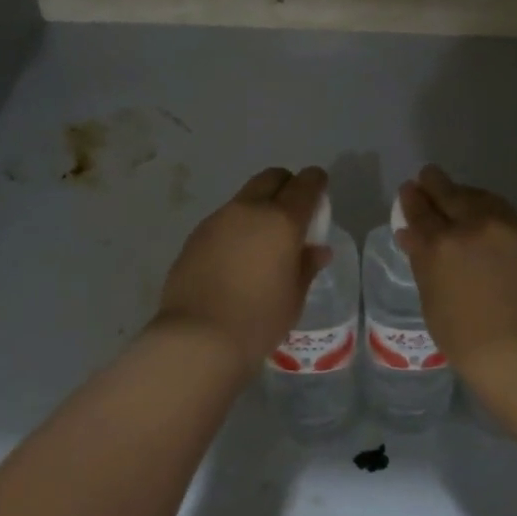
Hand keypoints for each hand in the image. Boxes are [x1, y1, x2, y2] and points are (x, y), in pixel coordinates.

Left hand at [154, 165, 332, 375]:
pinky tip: (235, 257)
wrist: (196, 338)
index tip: (320, 191)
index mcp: (282, 219)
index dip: (316, 182)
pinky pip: (224, 219)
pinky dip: (236, 226)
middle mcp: (249, 209)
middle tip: (292, 212)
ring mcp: (218, 219)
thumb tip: (318, 249)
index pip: (306, 184)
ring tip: (262, 240)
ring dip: (259, 207)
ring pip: (245, 197)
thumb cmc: (258, 320)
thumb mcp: (294, 297)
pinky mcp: (196, 234)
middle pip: (272, 177)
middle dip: (286, 185)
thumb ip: (307, 265)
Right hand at [396, 166, 516, 404]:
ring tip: (457, 194)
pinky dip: (490, 208)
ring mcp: (507, 228)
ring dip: (464, 192)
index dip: (411, 200)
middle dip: (434, 183)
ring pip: (480, 197)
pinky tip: (488, 214)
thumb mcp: (434, 306)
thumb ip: (424, 266)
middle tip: (427, 178)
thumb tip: (413, 237)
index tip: (408, 191)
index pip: (420, 211)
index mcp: (440, 246)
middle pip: (449, 193)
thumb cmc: (473, 346)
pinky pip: (505, 212)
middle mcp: (472, 226)